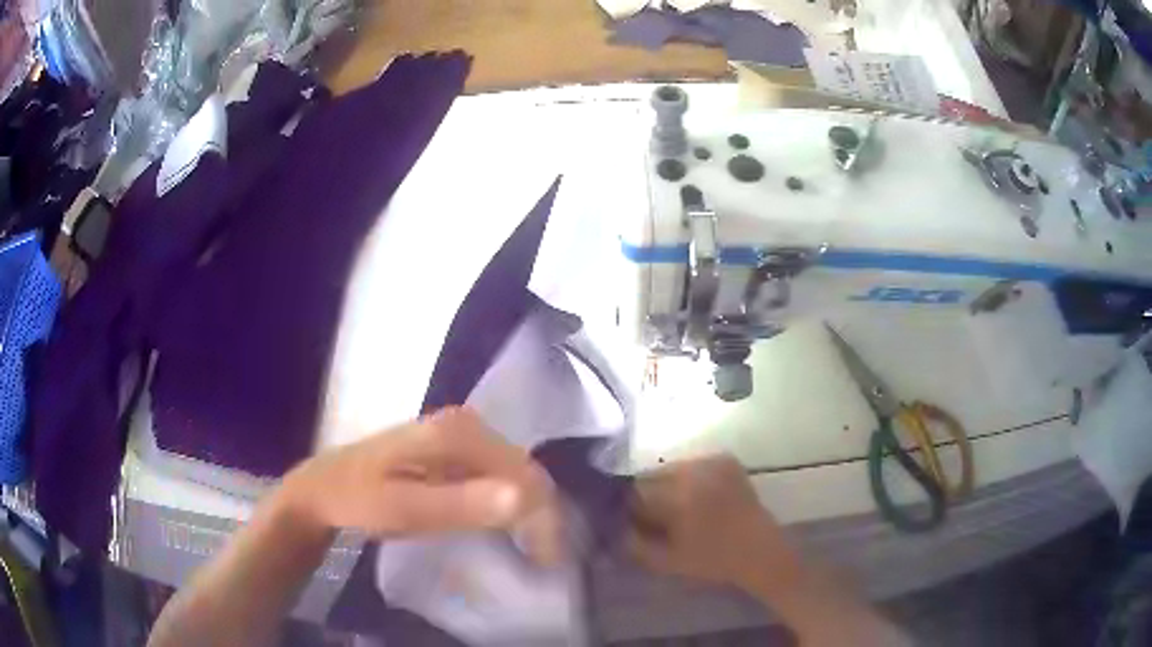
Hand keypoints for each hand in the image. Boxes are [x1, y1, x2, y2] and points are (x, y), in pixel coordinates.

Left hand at [279, 406, 561, 564]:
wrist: (323, 486)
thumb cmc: (358, 499)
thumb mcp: (403, 510)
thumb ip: (460, 505)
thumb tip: (523, 497)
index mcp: (457, 433)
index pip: (523, 473)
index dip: (543, 516)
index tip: (546, 559)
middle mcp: (465, 424)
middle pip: (522, 469)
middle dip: (539, 514)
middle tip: (542, 559)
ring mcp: (458, 434)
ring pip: (512, 472)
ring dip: (527, 510)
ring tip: (531, 548)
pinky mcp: (451, 449)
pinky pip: (494, 475)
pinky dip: (506, 503)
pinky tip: (504, 527)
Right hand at [626, 455, 803, 594]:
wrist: (759, 550)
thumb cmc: (712, 559)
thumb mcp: (666, 560)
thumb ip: (633, 542)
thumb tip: (614, 525)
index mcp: (678, 494)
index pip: (635, 491)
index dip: (630, 507)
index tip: (633, 521)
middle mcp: (693, 469)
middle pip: (652, 475)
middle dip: (649, 494)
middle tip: (656, 516)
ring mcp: (712, 460)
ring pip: (671, 468)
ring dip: (667, 484)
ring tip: (677, 508)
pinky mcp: (725, 459)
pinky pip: (693, 464)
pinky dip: (688, 478)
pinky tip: (696, 497)